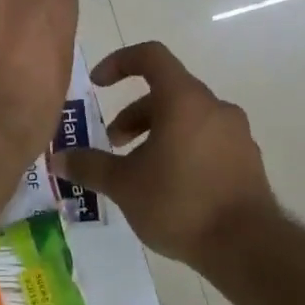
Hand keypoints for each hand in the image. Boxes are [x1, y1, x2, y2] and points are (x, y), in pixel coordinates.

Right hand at [53, 41, 275, 266]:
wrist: (247, 247)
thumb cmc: (179, 203)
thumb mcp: (123, 185)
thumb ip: (89, 166)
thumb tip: (57, 159)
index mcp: (184, 100)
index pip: (151, 56)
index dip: (119, 62)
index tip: (97, 84)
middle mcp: (214, 108)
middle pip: (167, 92)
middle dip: (134, 113)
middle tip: (113, 143)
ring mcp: (236, 134)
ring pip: (187, 118)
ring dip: (156, 133)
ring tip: (138, 169)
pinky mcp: (246, 160)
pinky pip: (206, 140)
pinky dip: (181, 149)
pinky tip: (168, 186)